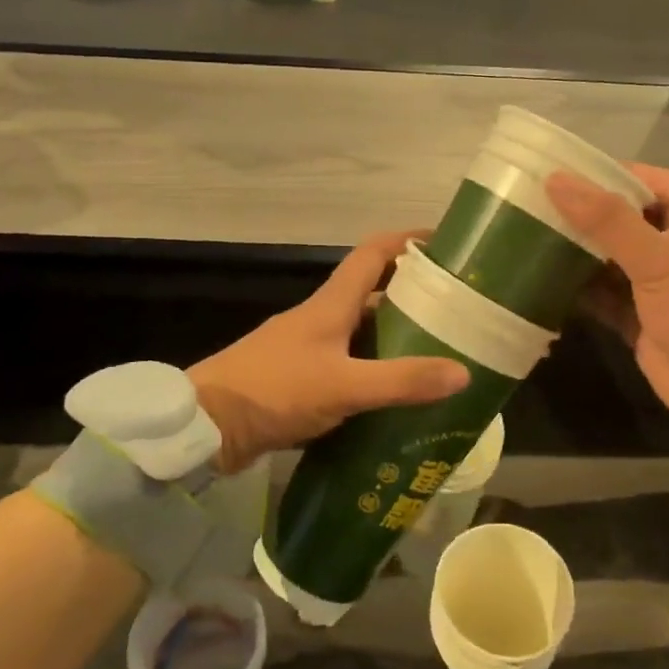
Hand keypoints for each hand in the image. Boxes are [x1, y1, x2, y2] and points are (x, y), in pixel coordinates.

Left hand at [188, 230, 470, 470]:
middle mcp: (320, 319)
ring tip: (437, 354)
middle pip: (371, 293)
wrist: (205, 427)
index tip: (445, 245)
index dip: (407, 242)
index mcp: (330, 305)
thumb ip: (401, 380)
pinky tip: (395, 396)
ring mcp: (307, 349)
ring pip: (360, 333)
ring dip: (394, 338)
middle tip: (455, 312)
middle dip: (412, 296)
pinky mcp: (298, 379)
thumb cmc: (274, 391)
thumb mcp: (344, 386)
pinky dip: (373, 372)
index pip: (372, 254)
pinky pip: (347, 366)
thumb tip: (463, 372)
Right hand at [547, 164, 668, 440]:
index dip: (610, 173)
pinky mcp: (641, 321)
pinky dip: (578, 291)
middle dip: (584, 214)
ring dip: (576, 252)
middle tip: (533, 205)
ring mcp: (657, 287)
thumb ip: (608, 220)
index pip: (649, 180)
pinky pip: (604, 297)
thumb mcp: (659, 259)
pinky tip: (542, 283)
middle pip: (623, 220)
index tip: (564, 171)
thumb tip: (556, 180)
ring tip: (528, 238)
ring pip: (609, 260)